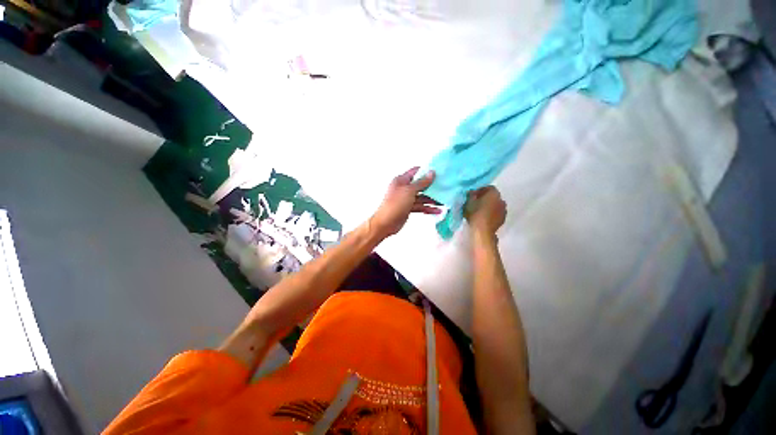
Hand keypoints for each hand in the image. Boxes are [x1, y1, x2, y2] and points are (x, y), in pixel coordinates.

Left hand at [370, 167, 440, 238]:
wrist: (385, 223)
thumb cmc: (395, 205)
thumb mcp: (409, 191)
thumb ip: (421, 183)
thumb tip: (432, 173)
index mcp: (401, 180)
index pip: (416, 171)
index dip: (426, 171)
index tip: (439, 172)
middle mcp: (404, 188)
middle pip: (420, 185)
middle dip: (432, 187)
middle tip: (445, 187)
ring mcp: (406, 199)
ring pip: (421, 197)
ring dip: (431, 199)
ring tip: (444, 201)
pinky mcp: (408, 208)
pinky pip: (420, 206)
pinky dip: (427, 208)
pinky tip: (437, 211)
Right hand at [465, 186, 506, 236]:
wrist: (482, 231)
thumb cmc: (475, 214)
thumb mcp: (468, 202)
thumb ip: (470, 195)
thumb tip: (472, 192)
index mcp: (494, 193)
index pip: (488, 187)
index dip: (480, 190)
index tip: (473, 195)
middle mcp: (501, 200)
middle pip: (493, 196)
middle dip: (485, 198)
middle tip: (475, 203)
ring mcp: (503, 210)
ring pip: (495, 205)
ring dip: (489, 206)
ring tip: (479, 211)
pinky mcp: (502, 220)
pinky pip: (496, 214)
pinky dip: (491, 214)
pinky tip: (484, 218)